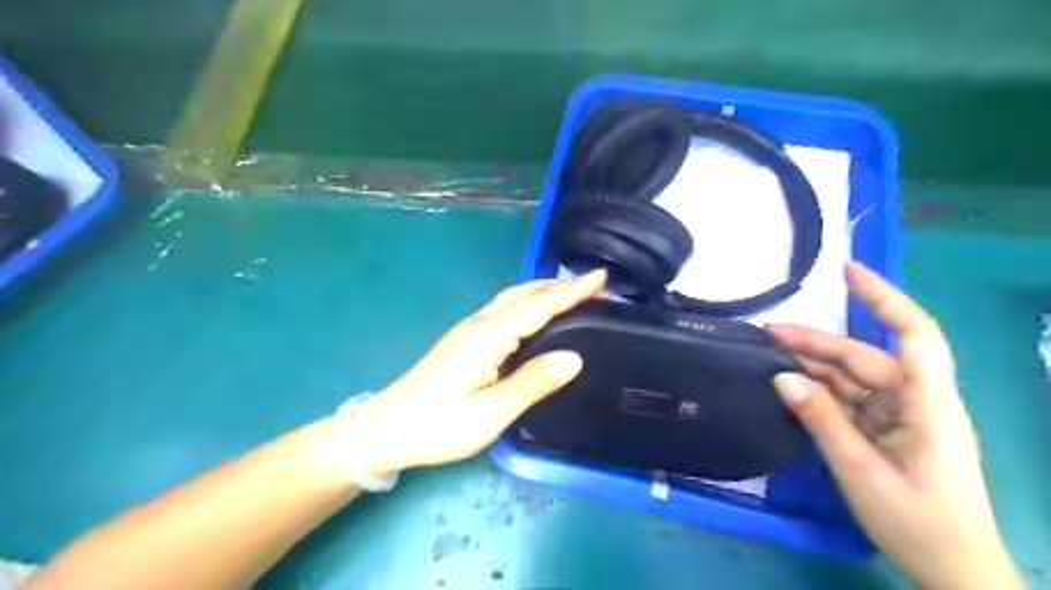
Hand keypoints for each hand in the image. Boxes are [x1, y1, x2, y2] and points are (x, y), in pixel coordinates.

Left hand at [348, 271, 607, 475]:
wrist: (386, 429)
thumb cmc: (438, 425)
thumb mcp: (491, 413)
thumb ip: (533, 383)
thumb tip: (574, 358)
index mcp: (488, 337)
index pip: (538, 306)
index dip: (572, 291)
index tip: (601, 278)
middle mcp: (479, 324)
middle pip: (524, 293)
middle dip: (560, 285)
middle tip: (595, 286)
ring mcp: (469, 330)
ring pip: (512, 298)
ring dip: (544, 290)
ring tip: (573, 293)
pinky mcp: (465, 340)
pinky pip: (504, 309)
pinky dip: (528, 302)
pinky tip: (536, 313)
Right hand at [770, 262, 1022, 589]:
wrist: (954, 572)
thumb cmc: (917, 522)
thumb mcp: (860, 470)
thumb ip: (821, 420)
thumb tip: (781, 377)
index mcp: (928, 404)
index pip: (914, 335)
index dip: (883, 298)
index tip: (847, 272)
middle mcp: (917, 400)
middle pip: (865, 357)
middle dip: (816, 343)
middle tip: (767, 334)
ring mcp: (902, 415)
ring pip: (853, 378)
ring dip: (814, 367)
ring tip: (769, 357)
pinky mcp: (889, 430)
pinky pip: (851, 401)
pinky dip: (821, 393)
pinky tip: (791, 388)